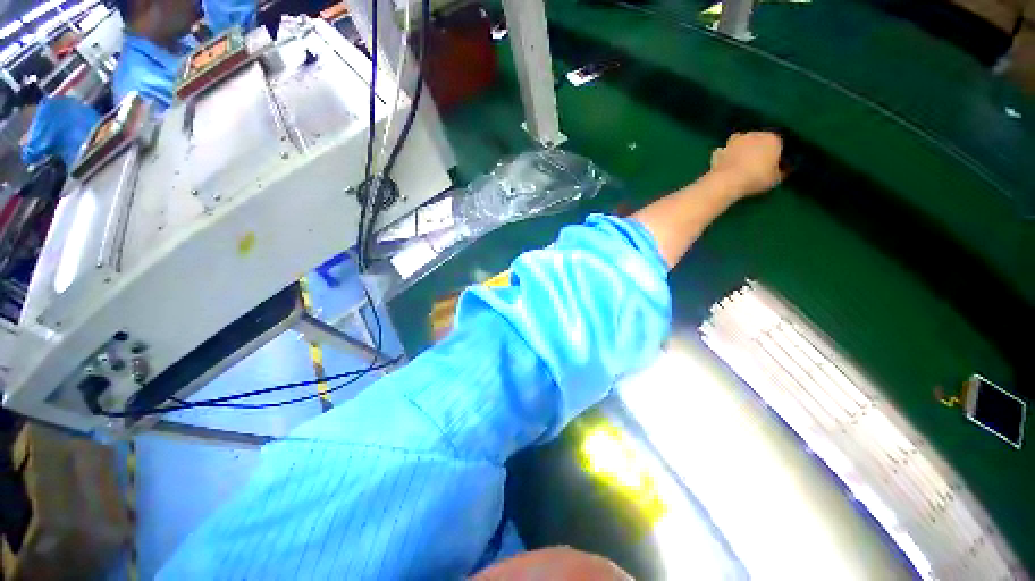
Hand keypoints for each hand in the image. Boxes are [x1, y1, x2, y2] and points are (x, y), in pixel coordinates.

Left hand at [709, 131, 783, 197]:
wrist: (727, 181)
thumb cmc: (756, 178)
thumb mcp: (775, 179)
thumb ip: (782, 171)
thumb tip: (784, 169)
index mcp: (772, 139)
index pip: (777, 143)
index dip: (775, 153)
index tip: (772, 164)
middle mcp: (753, 135)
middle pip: (757, 139)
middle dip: (757, 148)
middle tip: (755, 163)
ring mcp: (734, 142)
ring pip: (739, 142)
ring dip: (739, 148)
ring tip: (739, 161)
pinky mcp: (719, 151)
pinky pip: (723, 152)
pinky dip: (724, 156)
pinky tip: (724, 164)